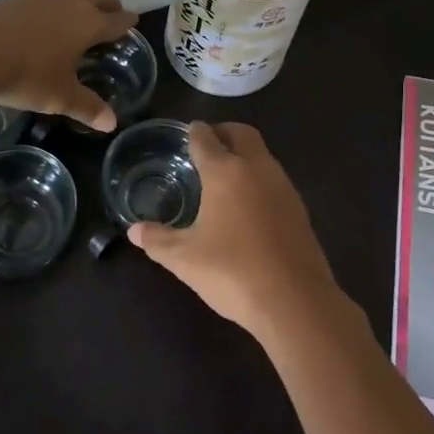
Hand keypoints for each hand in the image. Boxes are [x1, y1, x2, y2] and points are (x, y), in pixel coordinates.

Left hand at [0, 0, 139, 130]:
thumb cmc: (25, 74)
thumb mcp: (59, 97)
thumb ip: (87, 107)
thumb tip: (111, 124)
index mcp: (88, 23)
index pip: (116, 19)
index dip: (127, 22)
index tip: (133, 23)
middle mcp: (69, 2)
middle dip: (108, 3)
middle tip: (112, 15)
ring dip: (81, 1)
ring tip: (79, 18)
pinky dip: (55, 6)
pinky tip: (44, 23)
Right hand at [128, 122, 343, 339]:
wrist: (295, 301)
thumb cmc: (232, 271)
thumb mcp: (184, 259)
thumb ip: (157, 239)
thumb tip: (134, 230)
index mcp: (225, 172)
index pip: (206, 138)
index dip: (193, 133)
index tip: (186, 134)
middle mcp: (257, 169)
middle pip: (242, 134)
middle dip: (223, 132)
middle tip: (205, 146)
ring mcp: (283, 187)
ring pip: (262, 155)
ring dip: (244, 155)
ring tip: (223, 176)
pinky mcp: (300, 209)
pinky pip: (274, 180)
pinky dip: (258, 179)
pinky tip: (246, 205)